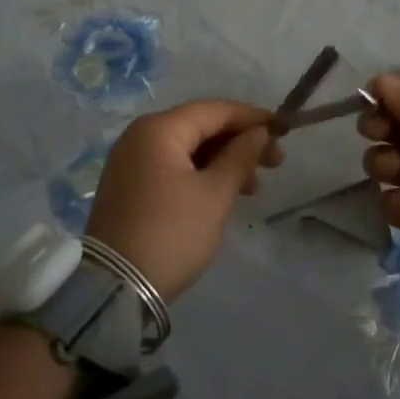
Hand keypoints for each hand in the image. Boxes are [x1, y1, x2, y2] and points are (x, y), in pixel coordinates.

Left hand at [85, 100, 283, 301]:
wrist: (116, 288)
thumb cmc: (172, 233)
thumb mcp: (215, 194)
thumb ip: (240, 156)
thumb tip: (259, 132)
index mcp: (158, 129)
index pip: (214, 110)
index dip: (251, 117)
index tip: (283, 130)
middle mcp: (140, 136)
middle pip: (200, 127)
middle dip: (240, 142)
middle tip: (276, 162)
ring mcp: (131, 162)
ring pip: (188, 149)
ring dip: (223, 161)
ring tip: (255, 186)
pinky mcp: (129, 186)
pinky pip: (173, 167)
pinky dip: (201, 174)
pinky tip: (225, 192)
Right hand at [359, 73, 399, 272]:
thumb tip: (378, 82)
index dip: (388, 93)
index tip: (368, 99)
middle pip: (395, 126)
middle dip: (378, 125)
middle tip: (377, 132)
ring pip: (390, 164)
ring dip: (382, 162)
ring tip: (395, 170)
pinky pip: (399, 206)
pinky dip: (393, 202)